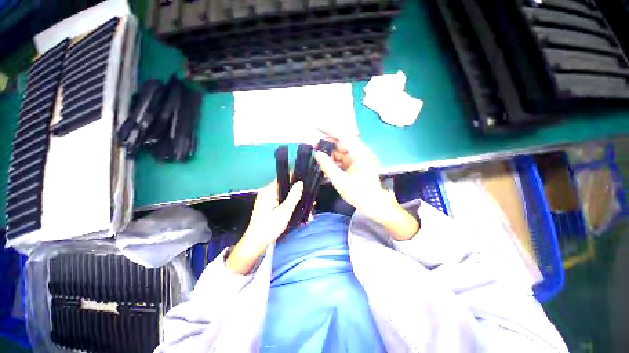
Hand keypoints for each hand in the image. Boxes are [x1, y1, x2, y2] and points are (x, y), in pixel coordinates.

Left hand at [227, 180, 302, 274]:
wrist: (256, 243)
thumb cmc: (269, 228)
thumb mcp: (284, 212)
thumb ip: (293, 197)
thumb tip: (300, 182)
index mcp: (268, 190)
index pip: (285, 178)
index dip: (297, 180)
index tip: (307, 186)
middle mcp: (267, 192)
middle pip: (286, 187)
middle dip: (299, 193)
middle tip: (311, 203)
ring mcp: (268, 199)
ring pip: (286, 195)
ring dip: (296, 201)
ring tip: (308, 209)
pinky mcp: (270, 205)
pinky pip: (283, 201)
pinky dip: (291, 205)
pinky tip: (299, 212)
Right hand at [314, 135, 418, 239]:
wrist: (373, 205)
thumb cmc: (359, 193)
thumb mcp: (340, 180)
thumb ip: (328, 166)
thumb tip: (317, 154)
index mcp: (360, 154)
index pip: (344, 137)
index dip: (330, 131)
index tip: (317, 127)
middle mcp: (360, 153)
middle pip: (342, 143)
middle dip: (327, 143)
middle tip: (312, 145)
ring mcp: (358, 159)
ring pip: (341, 152)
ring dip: (329, 153)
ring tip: (316, 154)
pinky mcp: (355, 165)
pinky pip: (342, 159)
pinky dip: (333, 160)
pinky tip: (324, 162)